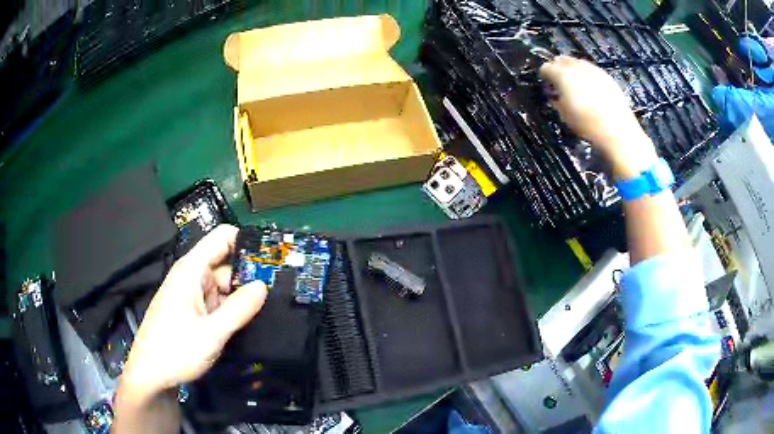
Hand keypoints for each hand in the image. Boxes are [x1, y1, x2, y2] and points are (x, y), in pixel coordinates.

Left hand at [120, 224, 266, 400]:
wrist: (151, 375)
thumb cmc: (175, 350)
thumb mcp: (211, 334)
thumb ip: (238, 309)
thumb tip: (263, 286)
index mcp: (191, 270)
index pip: (221, 238)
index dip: (246, 241)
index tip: (272, 257)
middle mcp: (192, 277)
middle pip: (226, 263)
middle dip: (250, 273)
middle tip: (280, 287)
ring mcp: (193, 294)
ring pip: (224, 285)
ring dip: (243, 294)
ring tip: (272, 305)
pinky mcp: (194, 311)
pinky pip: (218, 301)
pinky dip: (233, 307)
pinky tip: (250, 319)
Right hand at [539, 56, 658, 178]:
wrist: (617, 130)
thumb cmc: (587, 124)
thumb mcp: (564, 115)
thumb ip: (556, 100)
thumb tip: (555, 95)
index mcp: (562, 75)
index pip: (546, 67)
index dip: (544, 75)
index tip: (545, 83)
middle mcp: (576, 67)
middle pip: (562, 60)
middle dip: (558, 67)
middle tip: (558, 81)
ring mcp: (593, 69)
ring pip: (578, 62)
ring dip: (573, 69)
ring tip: (574, 83)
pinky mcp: (606, 76)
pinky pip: (592, 69)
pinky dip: (587, 74)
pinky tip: (590, 86)